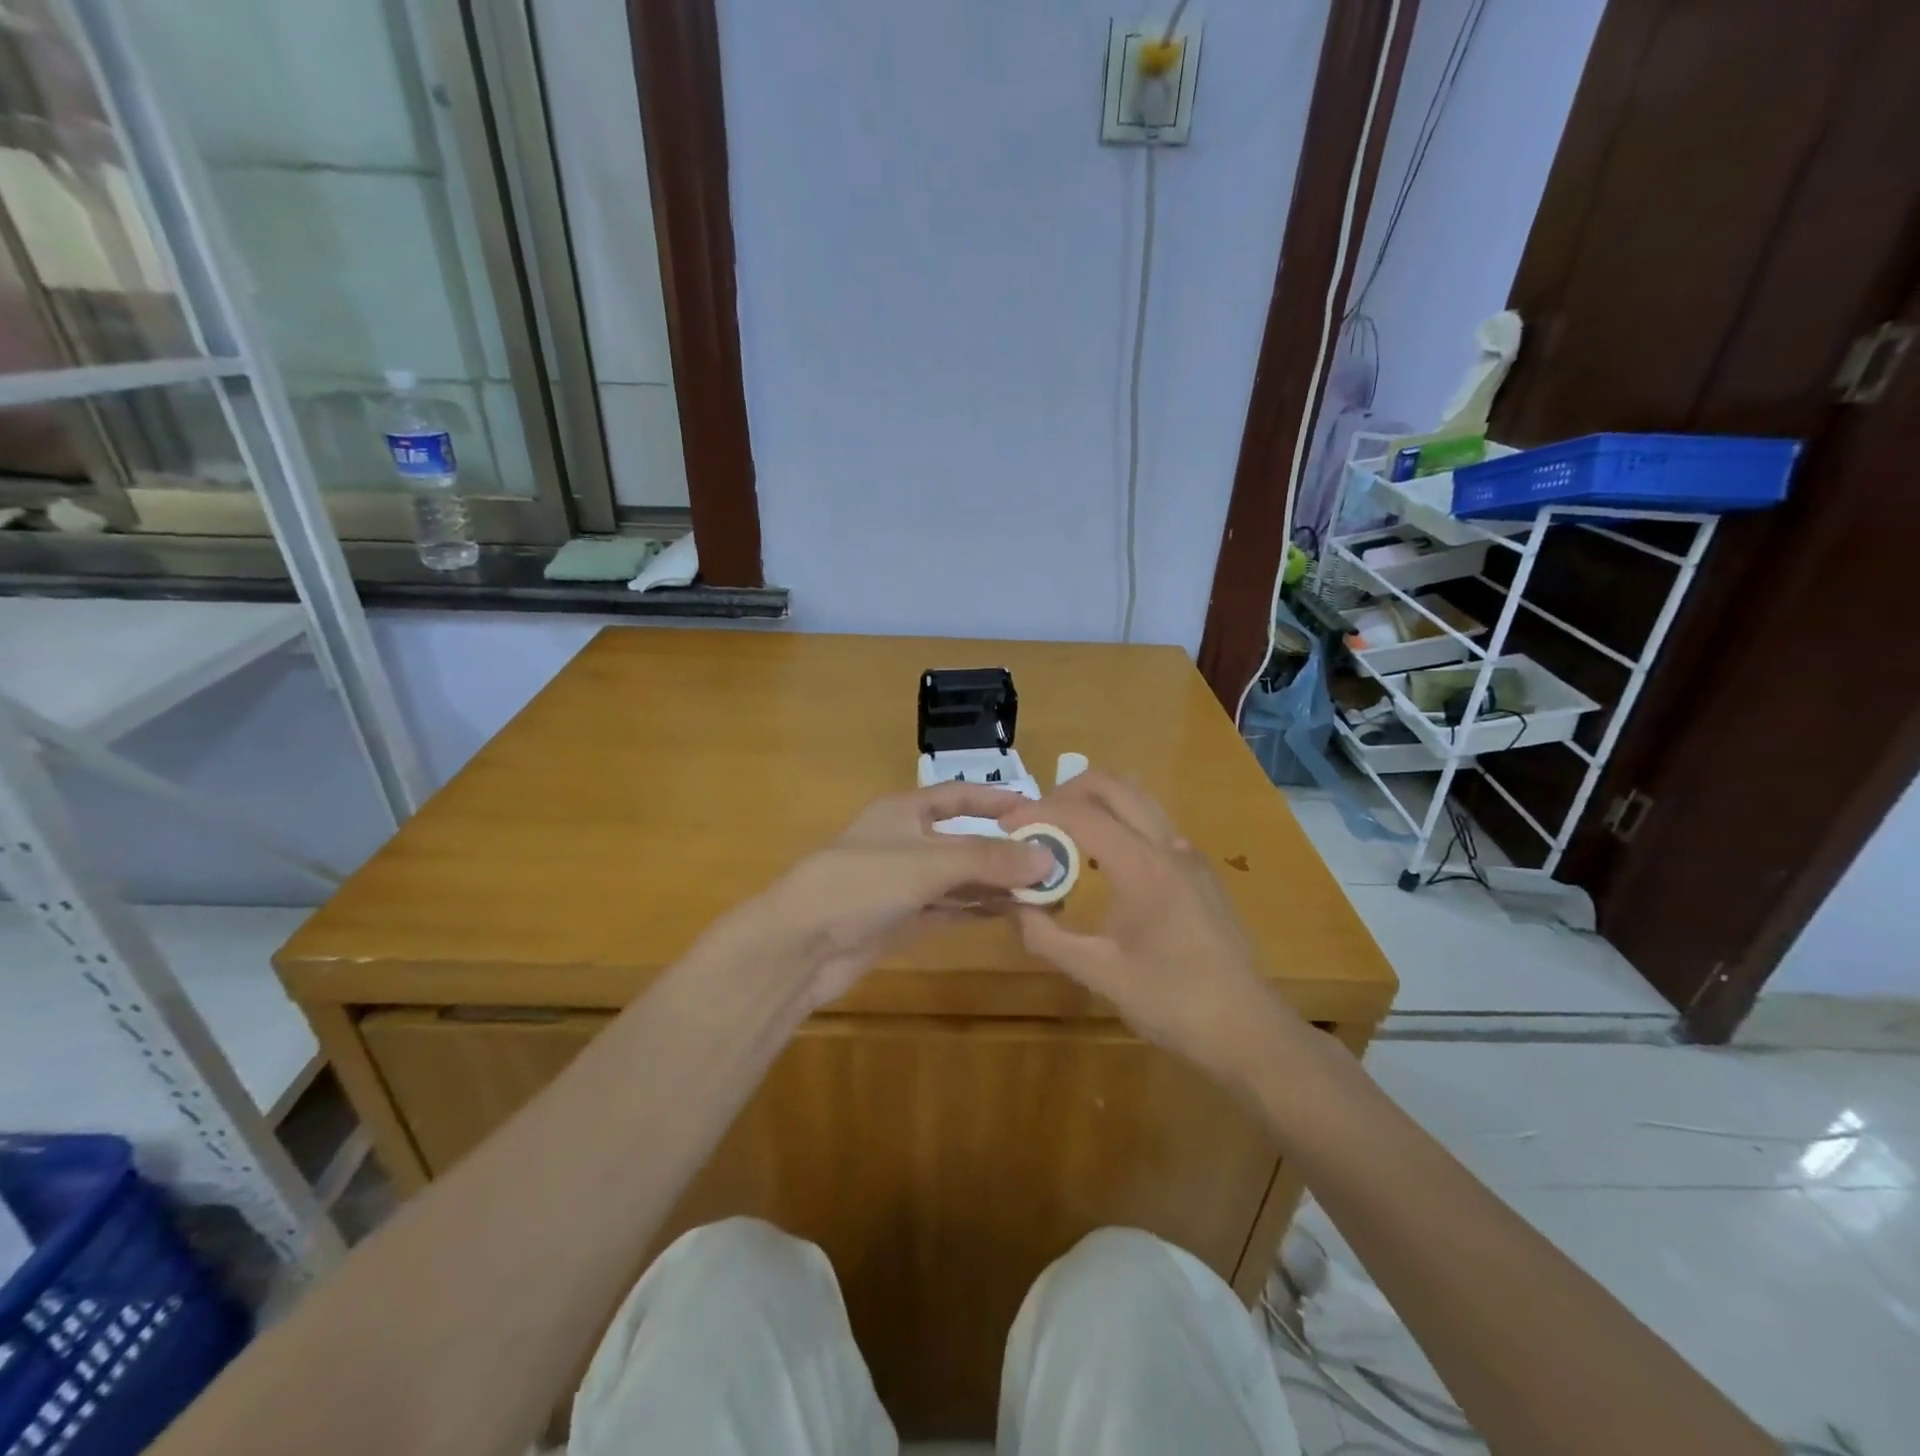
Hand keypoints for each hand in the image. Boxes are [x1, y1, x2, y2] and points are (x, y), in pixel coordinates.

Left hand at [745, 784, 1055, 1010]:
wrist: (799, 946)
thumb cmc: (860, 883)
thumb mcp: (927, 863)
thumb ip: (987, 859)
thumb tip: (1047, 857)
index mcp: (905, 811)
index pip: (960, 796)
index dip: (997, 801)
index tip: (1041, 811)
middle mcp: (908, 842)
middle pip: (966, 841)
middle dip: (1007, 851)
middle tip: (1057, 863)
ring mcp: (905, 884)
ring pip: (962, 879)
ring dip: (999, 884)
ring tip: (1047, 893)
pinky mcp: (903, 920)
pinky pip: (951, 909)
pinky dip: (980, 909)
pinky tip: (1014, 913)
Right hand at [998, 771, 1302, 1077]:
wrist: (1247, 1030)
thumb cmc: (1172, 1003)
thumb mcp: (1098, 974)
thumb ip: (1046, 936)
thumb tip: (1013, 904)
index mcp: (1143, 867)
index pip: (1081, 814)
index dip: (1037, 813)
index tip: (1004, 827)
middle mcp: (1168, 845)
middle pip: (1113, 784)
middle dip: (1066, 792)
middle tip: (1035, 822)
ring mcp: (1189, 854)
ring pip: (1136, 797)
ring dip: (1095, 803)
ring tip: (1062, 837)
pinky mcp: (1198, 869)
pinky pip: (1151, 822)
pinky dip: (1118, 822)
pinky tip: (1101, 865)